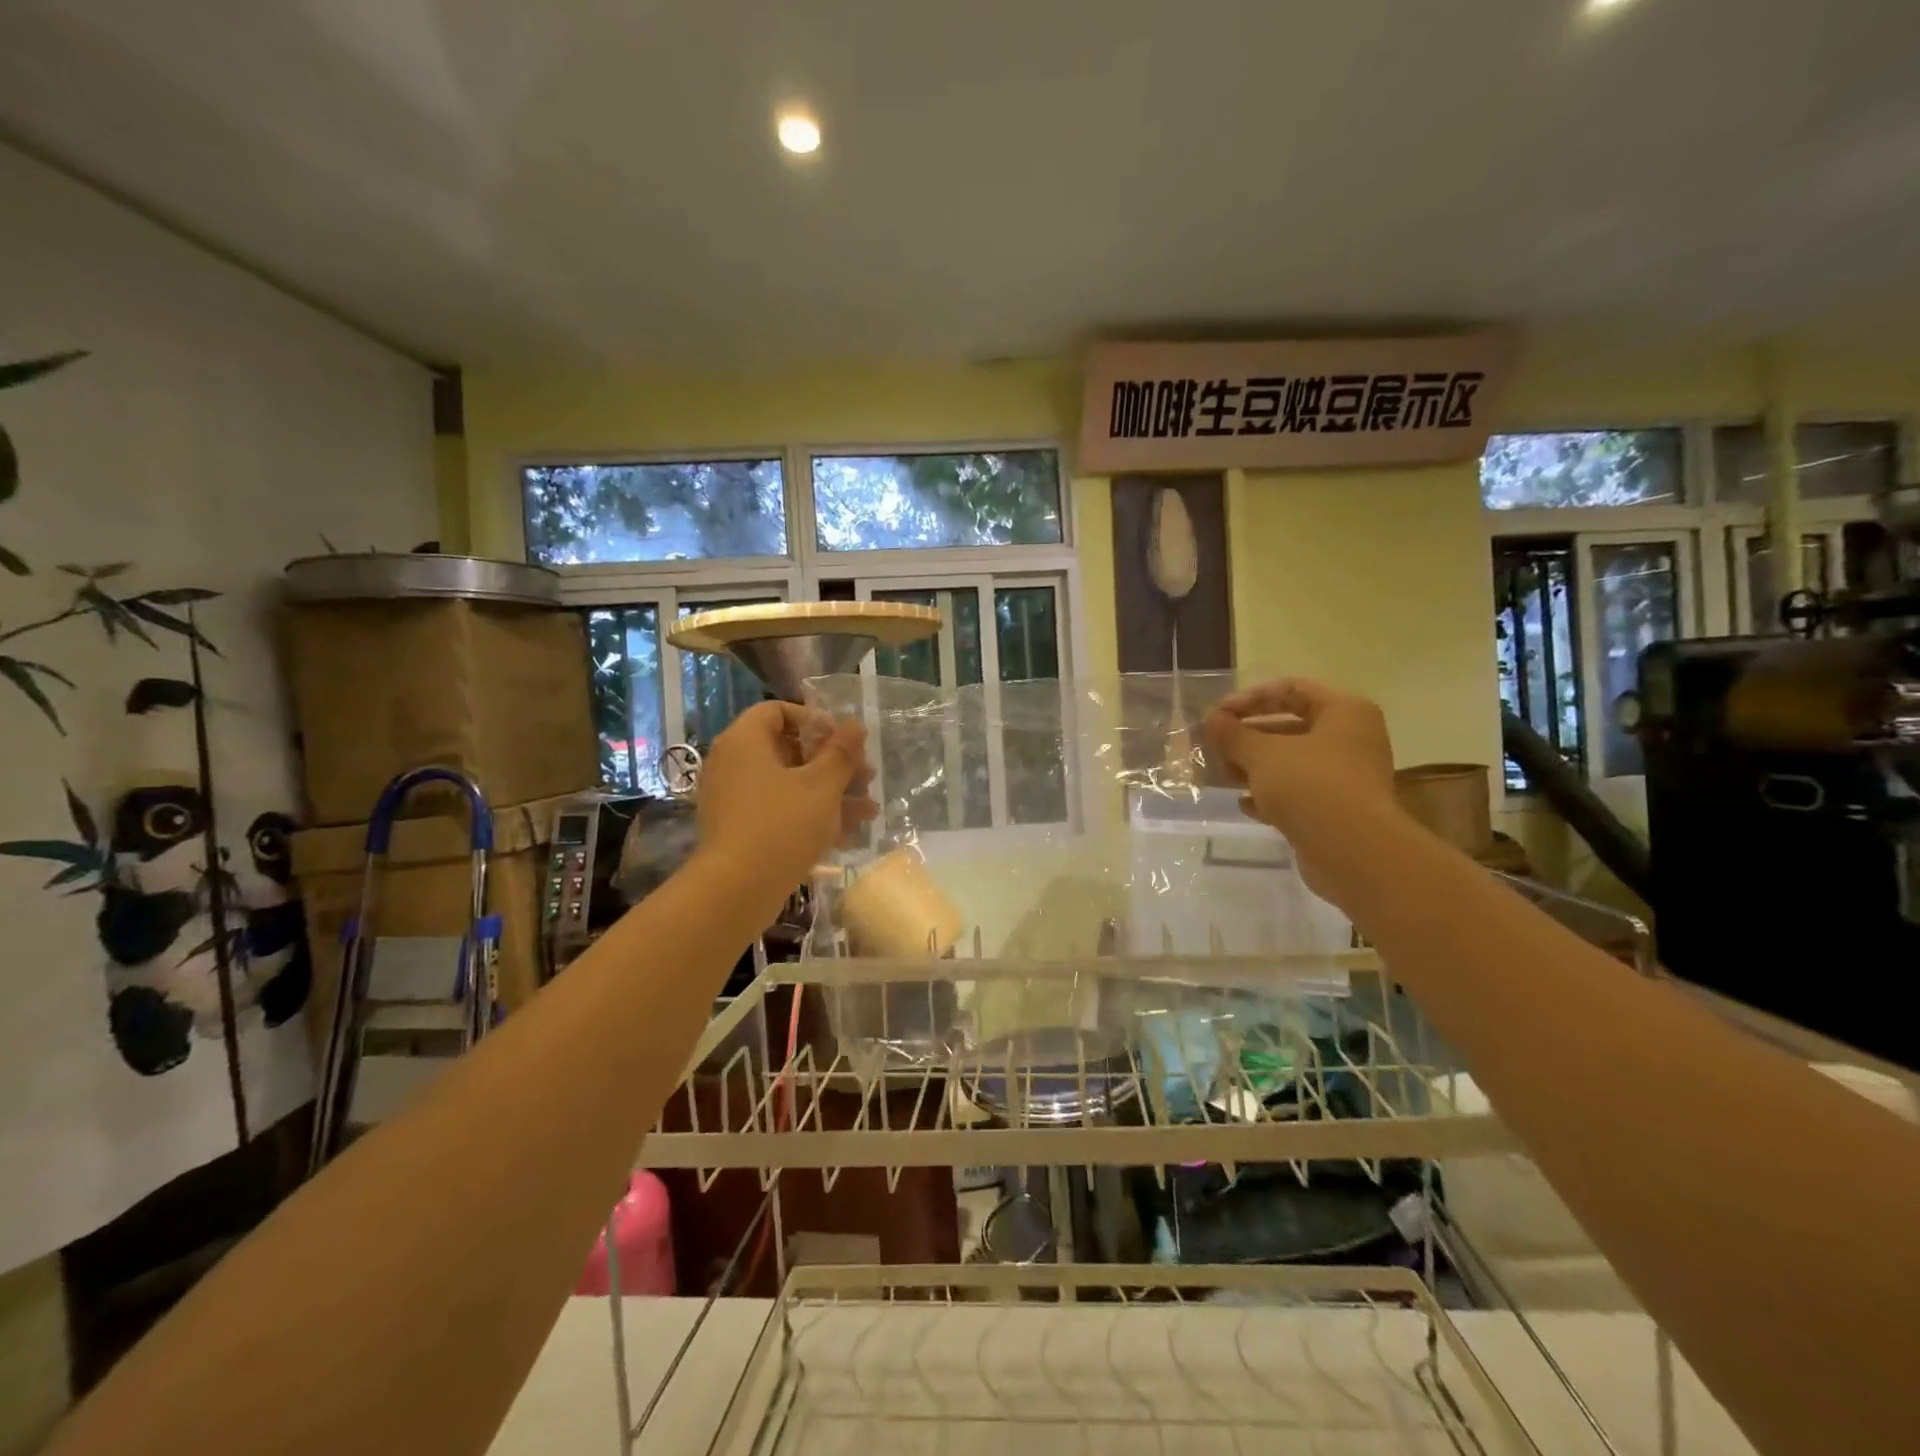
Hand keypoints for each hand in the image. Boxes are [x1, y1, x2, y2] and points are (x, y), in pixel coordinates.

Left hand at [695, 702, 876, 893]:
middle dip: (833, 763)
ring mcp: (734, 798)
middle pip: (788, 749)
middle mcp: (733, 763)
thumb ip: (841, 752)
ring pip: (789, 783)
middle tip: (866, 777)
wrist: (736, 890)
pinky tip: (848, 833)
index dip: (815, 720)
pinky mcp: (739, 828)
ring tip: (869, 810)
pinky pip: (778, 809)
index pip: (777, 711)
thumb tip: (856, 723)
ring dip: (830, 792)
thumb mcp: (822, 786)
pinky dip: (810, 815)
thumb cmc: (782, 825)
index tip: (843, 741)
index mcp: (745, 741)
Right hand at [1203, 679, 1397, 842]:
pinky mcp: (1336, 808)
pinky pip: (1297, 791)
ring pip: (1290, 761)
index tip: (1217, 716)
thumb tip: (1213, 720)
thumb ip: (1234, 734)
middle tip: (1215, 747)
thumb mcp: (1262, 754)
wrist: (1353, 853)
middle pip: (1289, 726)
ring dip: (1253, 767)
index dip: (1249, 699)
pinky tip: (1245, 804)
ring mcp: (1345, 776)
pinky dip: (1270, 794)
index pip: (1291, 690)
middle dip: (1247, 737)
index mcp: (1343, 712)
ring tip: (1224, 775)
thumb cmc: (1310, 786)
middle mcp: (1350, 739)